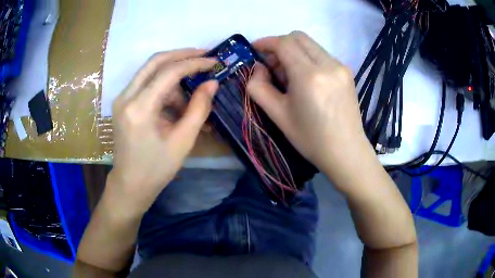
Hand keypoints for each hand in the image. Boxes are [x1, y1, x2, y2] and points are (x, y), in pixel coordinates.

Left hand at [108, 49, 217, 213]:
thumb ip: (199, 108)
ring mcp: (122, 99)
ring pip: (151, 73)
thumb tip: (212, 83)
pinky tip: (177, 107)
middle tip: (204, 55)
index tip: (214, 61)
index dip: (194, 63)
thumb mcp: (183, 141)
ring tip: (191, 102)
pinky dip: (164, 90)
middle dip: (182, 55)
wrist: (130, 184)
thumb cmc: (156, 169)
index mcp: (139, 108)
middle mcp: (126, 97)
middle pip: (155, 62)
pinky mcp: (124, 103)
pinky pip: (147, 85)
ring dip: (174, 80)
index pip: (168, 72)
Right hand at [247, 31, 375, 189]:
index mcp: (309, 76)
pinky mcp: (347, 72)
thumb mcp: (278, 116)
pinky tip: (306, 79)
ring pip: (311, 45)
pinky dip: (308, 59)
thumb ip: (259, 88)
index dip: (266, 42)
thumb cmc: (311, 139)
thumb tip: (258, 68)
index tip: (255, 49)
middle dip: (280, 45)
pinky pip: (322, 55)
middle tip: (272, 65)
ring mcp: (340, 67)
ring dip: (294, 51)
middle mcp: (328, 64)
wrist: (346, 151)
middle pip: (298, 37)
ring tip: (289, 75)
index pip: (284, 43)